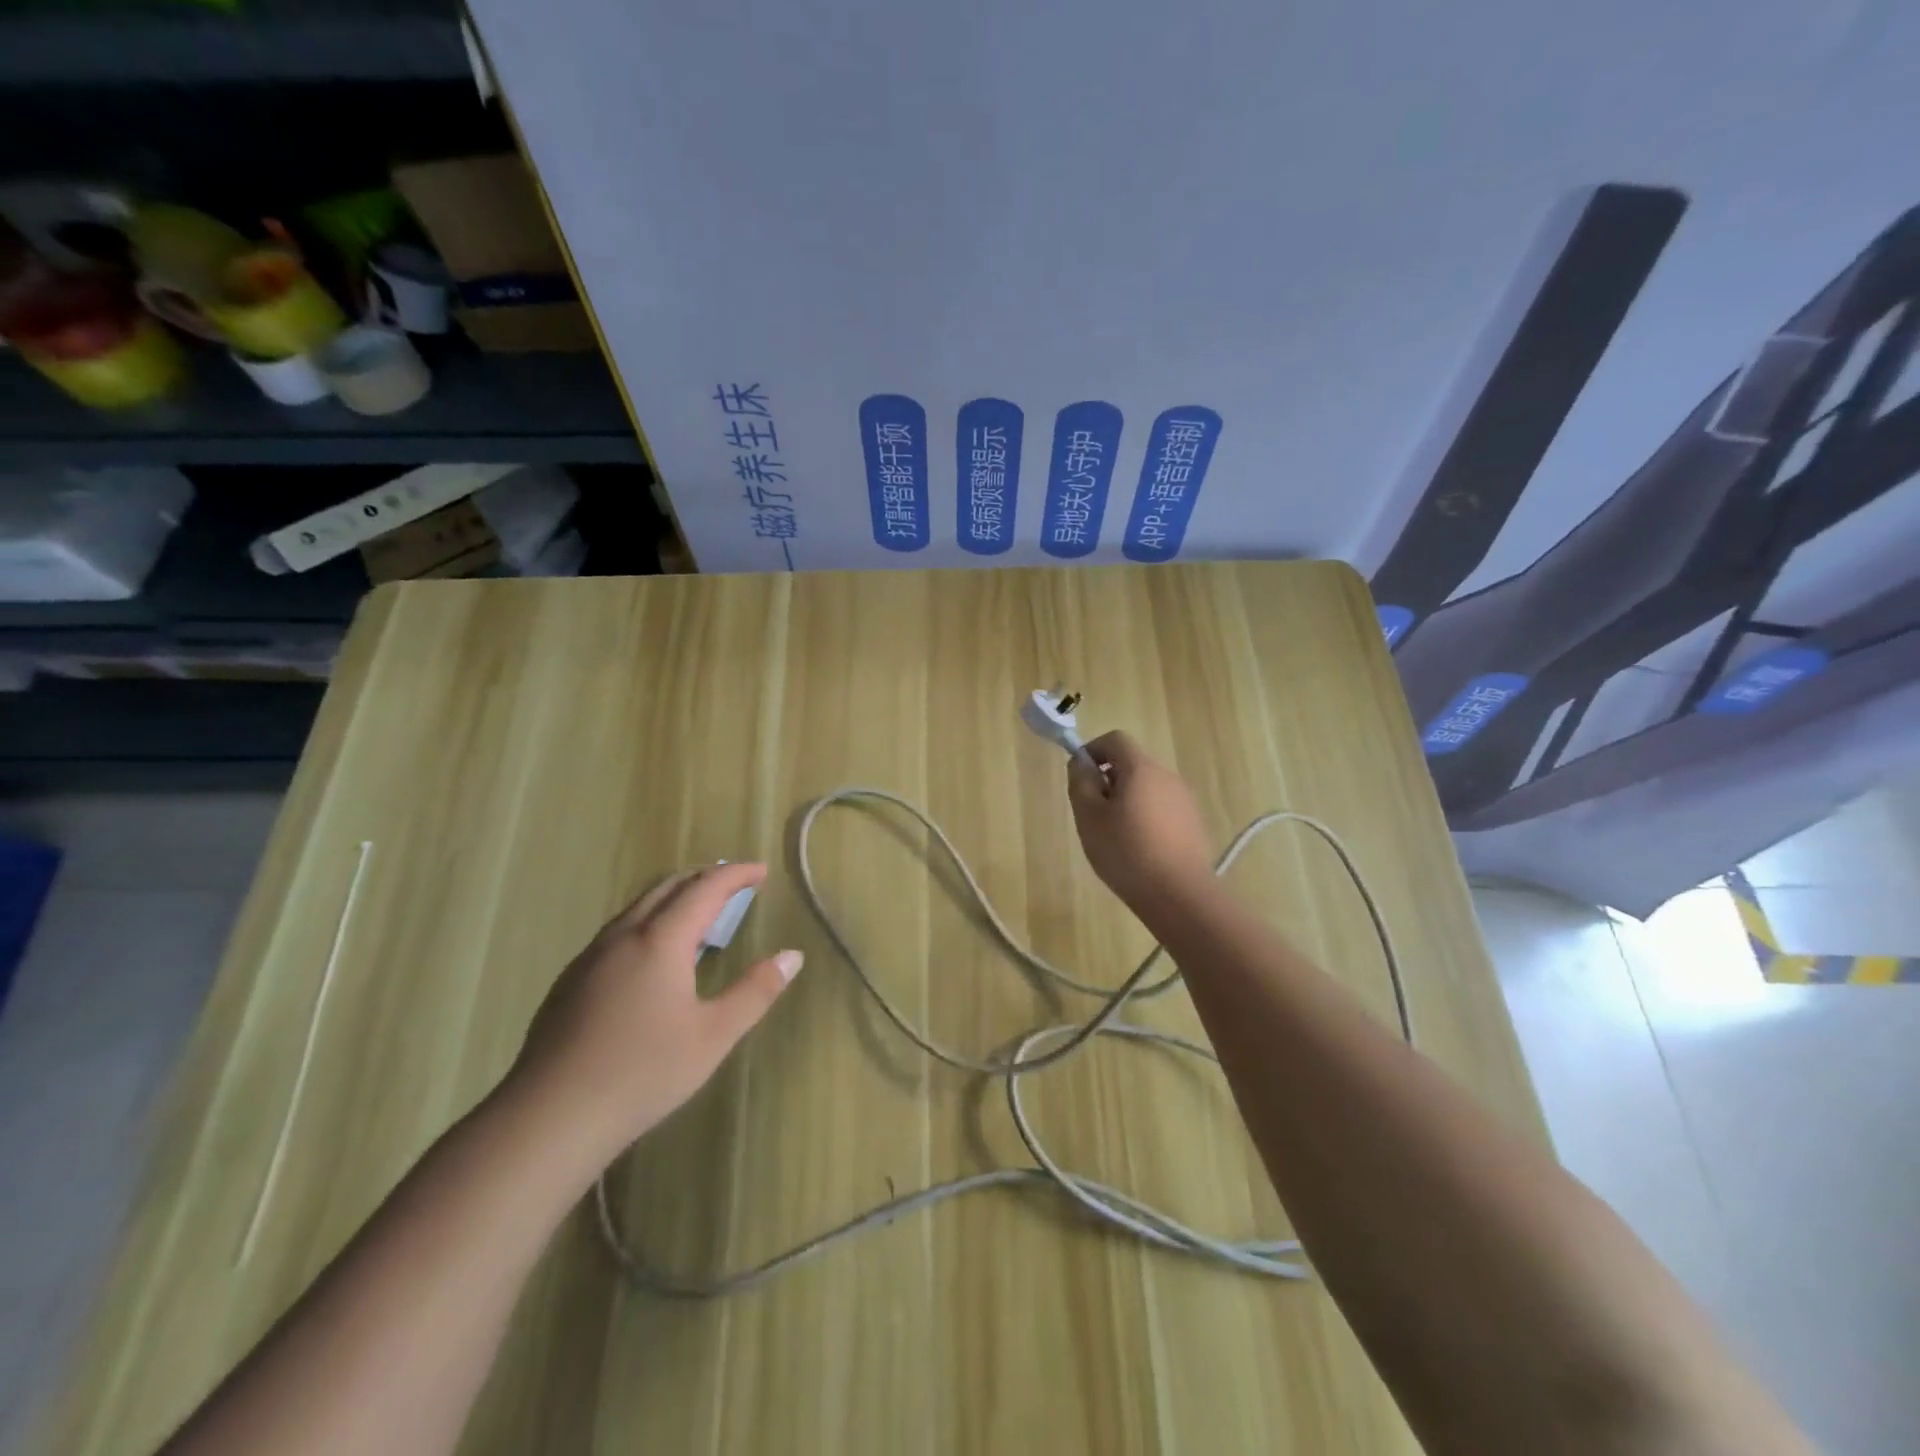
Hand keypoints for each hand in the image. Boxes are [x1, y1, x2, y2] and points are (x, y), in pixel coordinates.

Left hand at [511, 863, 802, 1159]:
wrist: (550, 1117)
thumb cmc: (643, 1073)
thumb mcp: (714, 1036)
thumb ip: (756, 991)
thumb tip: (793, 956)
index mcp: (661, 940)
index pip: (705, 889)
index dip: (736, 875)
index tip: (761, 870)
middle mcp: (623, 936)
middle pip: (667, 887)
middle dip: (703, 878)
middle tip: (733, 884)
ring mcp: (590, 958)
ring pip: (637, 907)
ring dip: (673, 898)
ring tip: (697, 915)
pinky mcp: (570, 982)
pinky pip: (617, 932)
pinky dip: (648, 922)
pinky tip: (650, 957)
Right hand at [1067, 731, 1216, 909]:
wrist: (1179, 895)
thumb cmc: (1126, 852)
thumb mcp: (1089, 817)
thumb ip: (1081, 783)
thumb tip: (1081, 764)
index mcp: (1141, 769)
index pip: (1115, 739)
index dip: (1093, 751)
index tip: (1080, 777)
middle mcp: (1167, 776)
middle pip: (1132, 764)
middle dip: (1108, 780)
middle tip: (1093, 813)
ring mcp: (1184, 800)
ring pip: (1147, 788)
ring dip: (1126, 800)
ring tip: (1114, 836)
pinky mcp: (1193, 823)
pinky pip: (1161, 808)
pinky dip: (1145, 817)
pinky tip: (1138, 849)